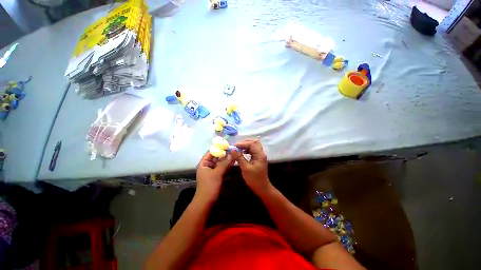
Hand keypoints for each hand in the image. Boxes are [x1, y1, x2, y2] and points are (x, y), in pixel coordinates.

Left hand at [195, 152, 233, 202]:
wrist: (207, 201)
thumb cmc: (209, 186)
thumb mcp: (217, 173)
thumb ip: (225, 163)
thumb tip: (232, 154)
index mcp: (204, 163)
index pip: (211, 152)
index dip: (219, 148)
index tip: (227, 145)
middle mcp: (208, 165)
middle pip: (216, 156)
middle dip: (224, 153)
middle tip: (233, 149)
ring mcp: (212, 170)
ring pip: (220, 162)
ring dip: (227, 159)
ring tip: (234, 154)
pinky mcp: (217, 174)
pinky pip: (222, 167)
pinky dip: (227, 164)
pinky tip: (233, 161)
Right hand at [230, 139, 271, 195]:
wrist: (262, 188)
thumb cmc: (254, 179)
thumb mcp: (245, 168)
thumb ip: (239, 158)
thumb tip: (232, 150)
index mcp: (259, 155)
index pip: (251, 144)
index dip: (242, 144)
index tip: (234, 146)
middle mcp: (261, 153)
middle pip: (254, 142)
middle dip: (245, 142)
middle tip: (237, 146)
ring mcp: (260, 155)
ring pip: (253, 146)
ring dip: (246, 146)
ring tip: (238, 149)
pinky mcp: (258, 158)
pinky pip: (253, 150)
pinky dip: (247, 149)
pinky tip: (242, 152)